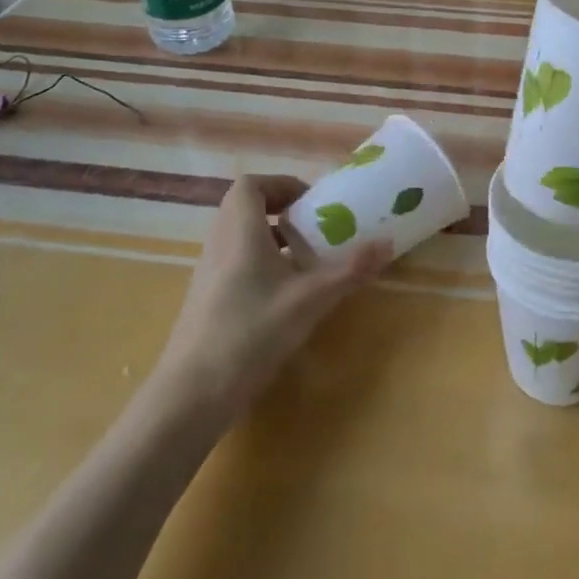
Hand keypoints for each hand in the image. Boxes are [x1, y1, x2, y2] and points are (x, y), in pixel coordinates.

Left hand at [153, 175, 388, 420]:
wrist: (192, 395)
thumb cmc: (251, 332)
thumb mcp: (310, 300)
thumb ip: (349, 270)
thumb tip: (387, 243)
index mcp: (239, 230)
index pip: (251, 185)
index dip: (282, 184)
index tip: (312, 202)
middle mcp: (219, 243)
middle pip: (245, 207)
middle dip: (282, 210)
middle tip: (315, 226)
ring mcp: (208, 272)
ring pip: (239, 236)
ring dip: (272, 237)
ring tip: (306, 258)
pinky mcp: (206, 298)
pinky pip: (235, 261)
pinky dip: (260, 262)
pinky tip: (285, 293)